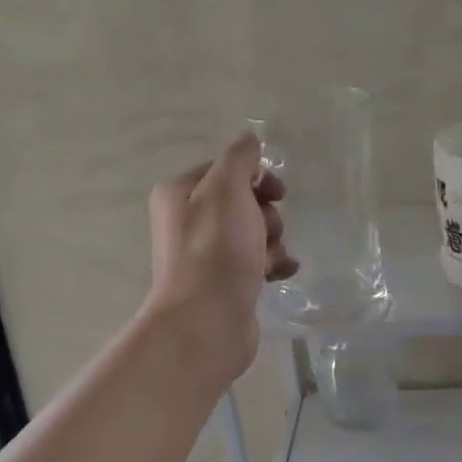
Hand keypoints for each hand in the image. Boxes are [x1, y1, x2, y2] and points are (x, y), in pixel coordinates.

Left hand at [145, 133, 296, 383]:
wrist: (206, 322)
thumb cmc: (216, 249)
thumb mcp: (227, 189)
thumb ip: (240, 158)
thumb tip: (250, 139)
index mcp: (180, 194)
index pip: (225, 169)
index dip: (255, 175)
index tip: (276, 191)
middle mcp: (187, 222)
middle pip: (242, 201)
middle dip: (266, 212)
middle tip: (268, 229)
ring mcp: (205, 256)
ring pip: (253, 232)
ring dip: (272, 240)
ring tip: (271, 258)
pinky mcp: (223, 284)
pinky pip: (255, 262)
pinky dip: (272, 264)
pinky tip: (280, 274)